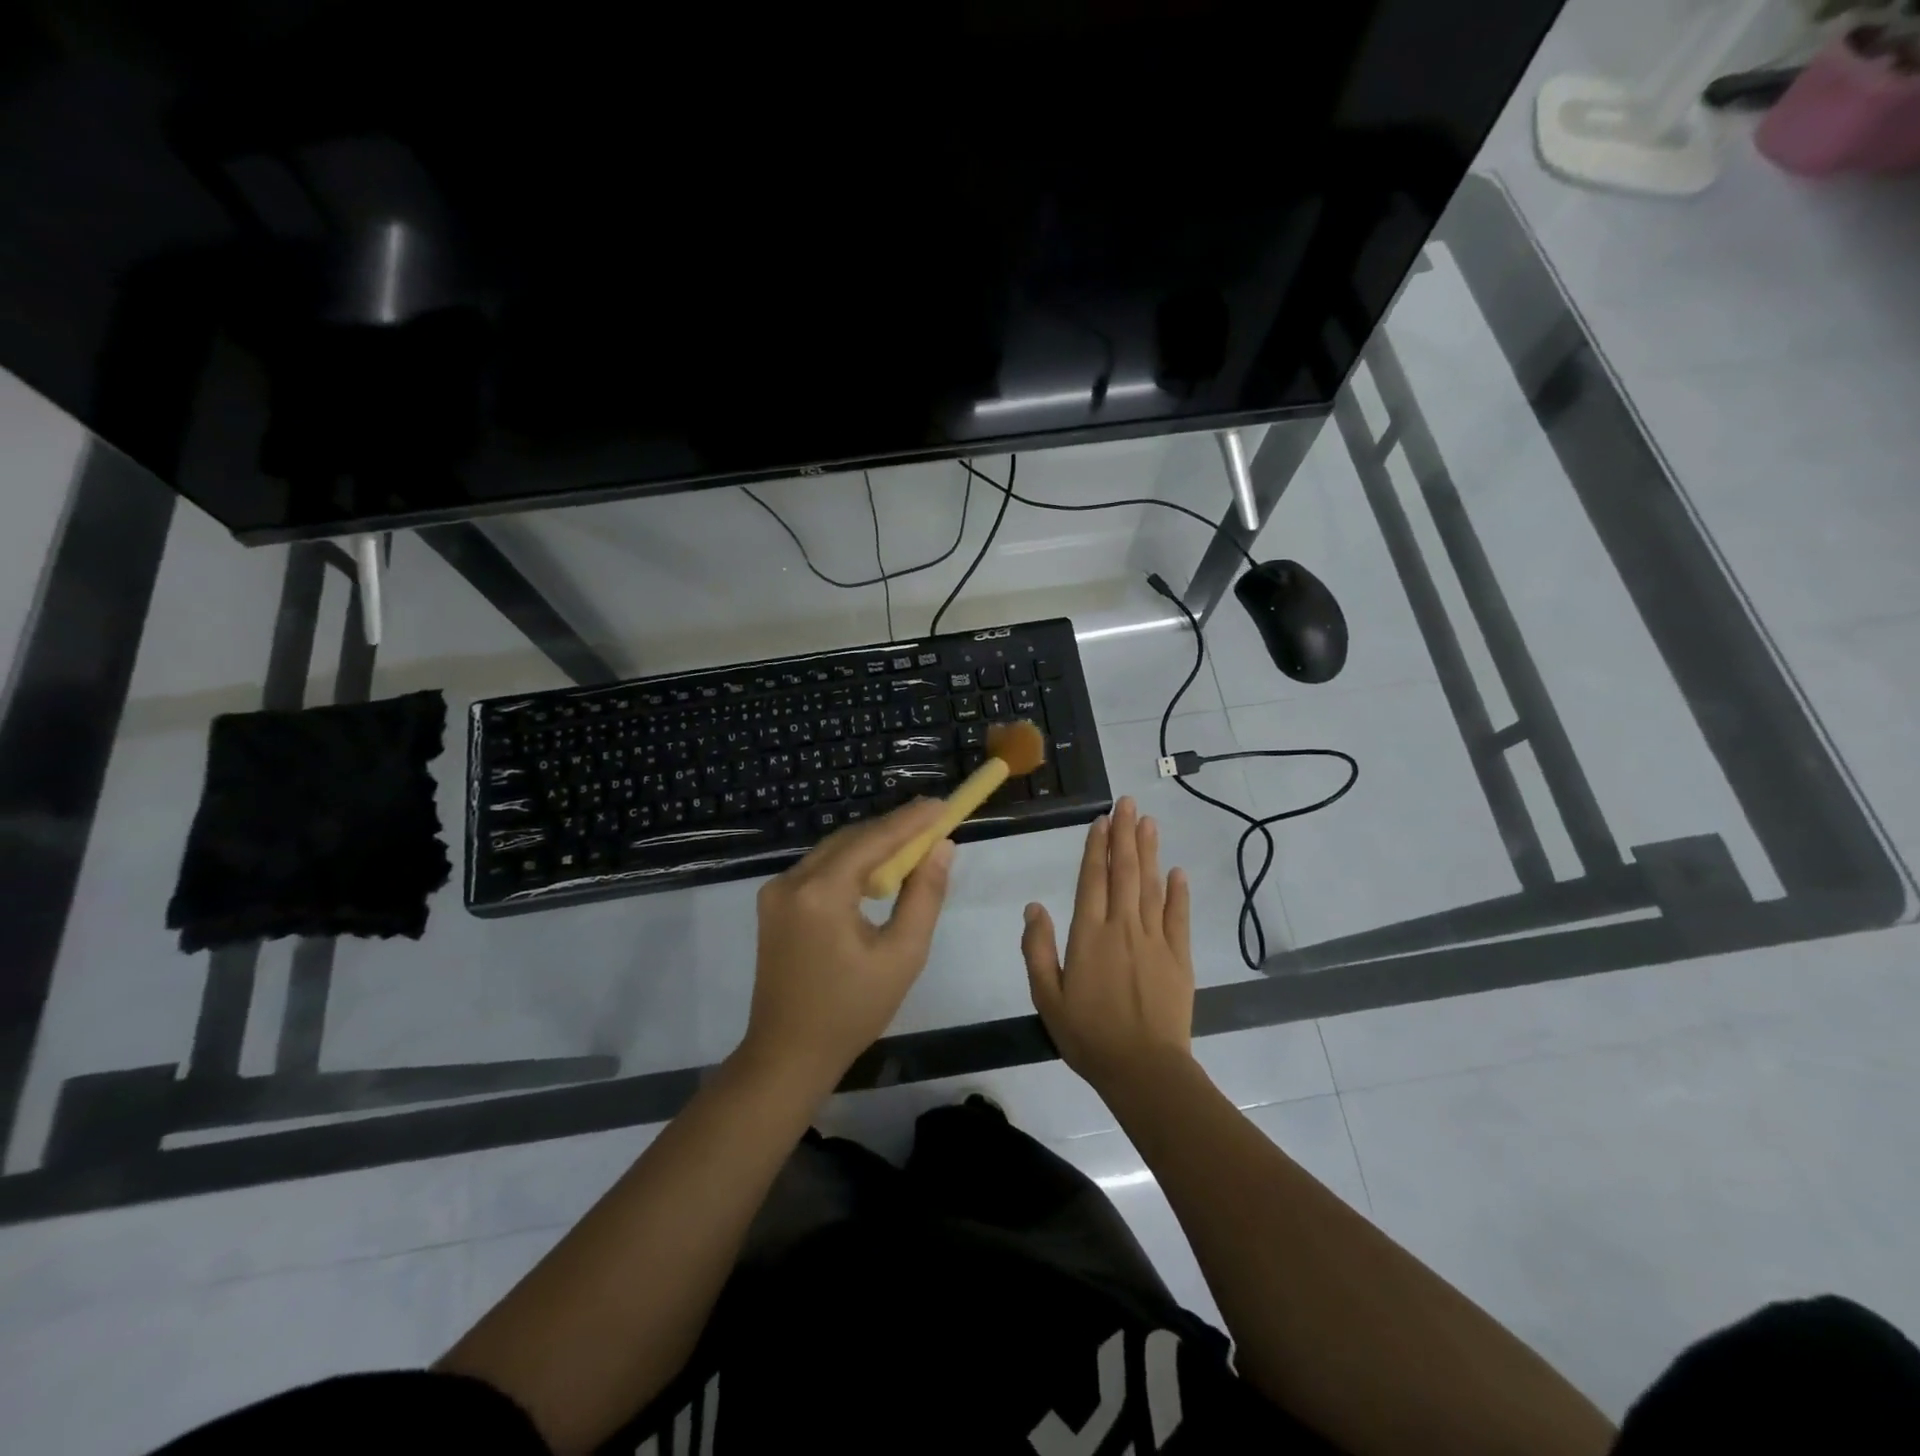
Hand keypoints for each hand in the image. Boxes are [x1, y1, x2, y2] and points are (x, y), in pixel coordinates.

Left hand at [740, 798, 954, 1095]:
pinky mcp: (774, 903)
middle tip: (934, 820)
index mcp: (821, 893)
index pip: (873, 840)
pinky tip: (878, 869)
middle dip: (893, 828)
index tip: (944, 805)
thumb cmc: (852, 1011)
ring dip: (873, 844)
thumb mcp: (902, 956)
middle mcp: (791, 881)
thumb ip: (924, 895)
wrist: (787, 1054)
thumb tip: (942, 848)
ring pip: (834, 850)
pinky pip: (820, 869)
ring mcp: (776, 891)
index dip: (911, 820)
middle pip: (851, 839)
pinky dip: (852, 863)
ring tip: (915, 840)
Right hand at [1022, 797, 1193, 1093]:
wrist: (1143, 1070)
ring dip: (1149, 852)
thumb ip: (1038, 949)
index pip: (1092, 879)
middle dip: (1125, 835)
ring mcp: (1155, 940)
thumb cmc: (1088, 1035)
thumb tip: (1034, 906)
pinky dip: (1178, 892)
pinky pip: (1179, 916)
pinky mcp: (1179, 957)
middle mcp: (1123, 927)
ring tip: (1149, 822)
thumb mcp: (1047, 997)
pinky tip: (1177, 871)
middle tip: (1128, 803)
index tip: (1102, 820)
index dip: (1096, 847)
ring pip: (1151, 886)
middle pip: (1124, 872)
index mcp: (1089, 934)